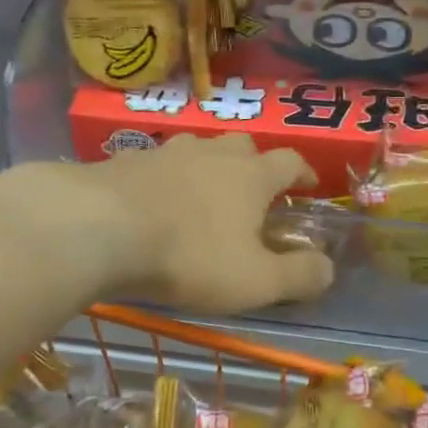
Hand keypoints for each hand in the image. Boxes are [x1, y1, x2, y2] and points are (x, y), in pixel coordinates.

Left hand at [16, 136, 335, 314]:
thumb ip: (298, 276)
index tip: (308, 188)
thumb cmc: (189, 256)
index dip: (303, 174)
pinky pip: (155, 165)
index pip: (289, 162)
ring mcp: (164, 152)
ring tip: (202, 197)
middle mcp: (211, 153)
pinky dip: (164, 180)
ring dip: (207, 168)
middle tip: (252, 194)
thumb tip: (329, 268)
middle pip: (242, 146)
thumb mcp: (254, 281)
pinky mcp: (123, 161)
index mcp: (251, 175)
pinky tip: (152, 203)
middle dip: (254, 166)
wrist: (98, 229)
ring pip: (197, 150)